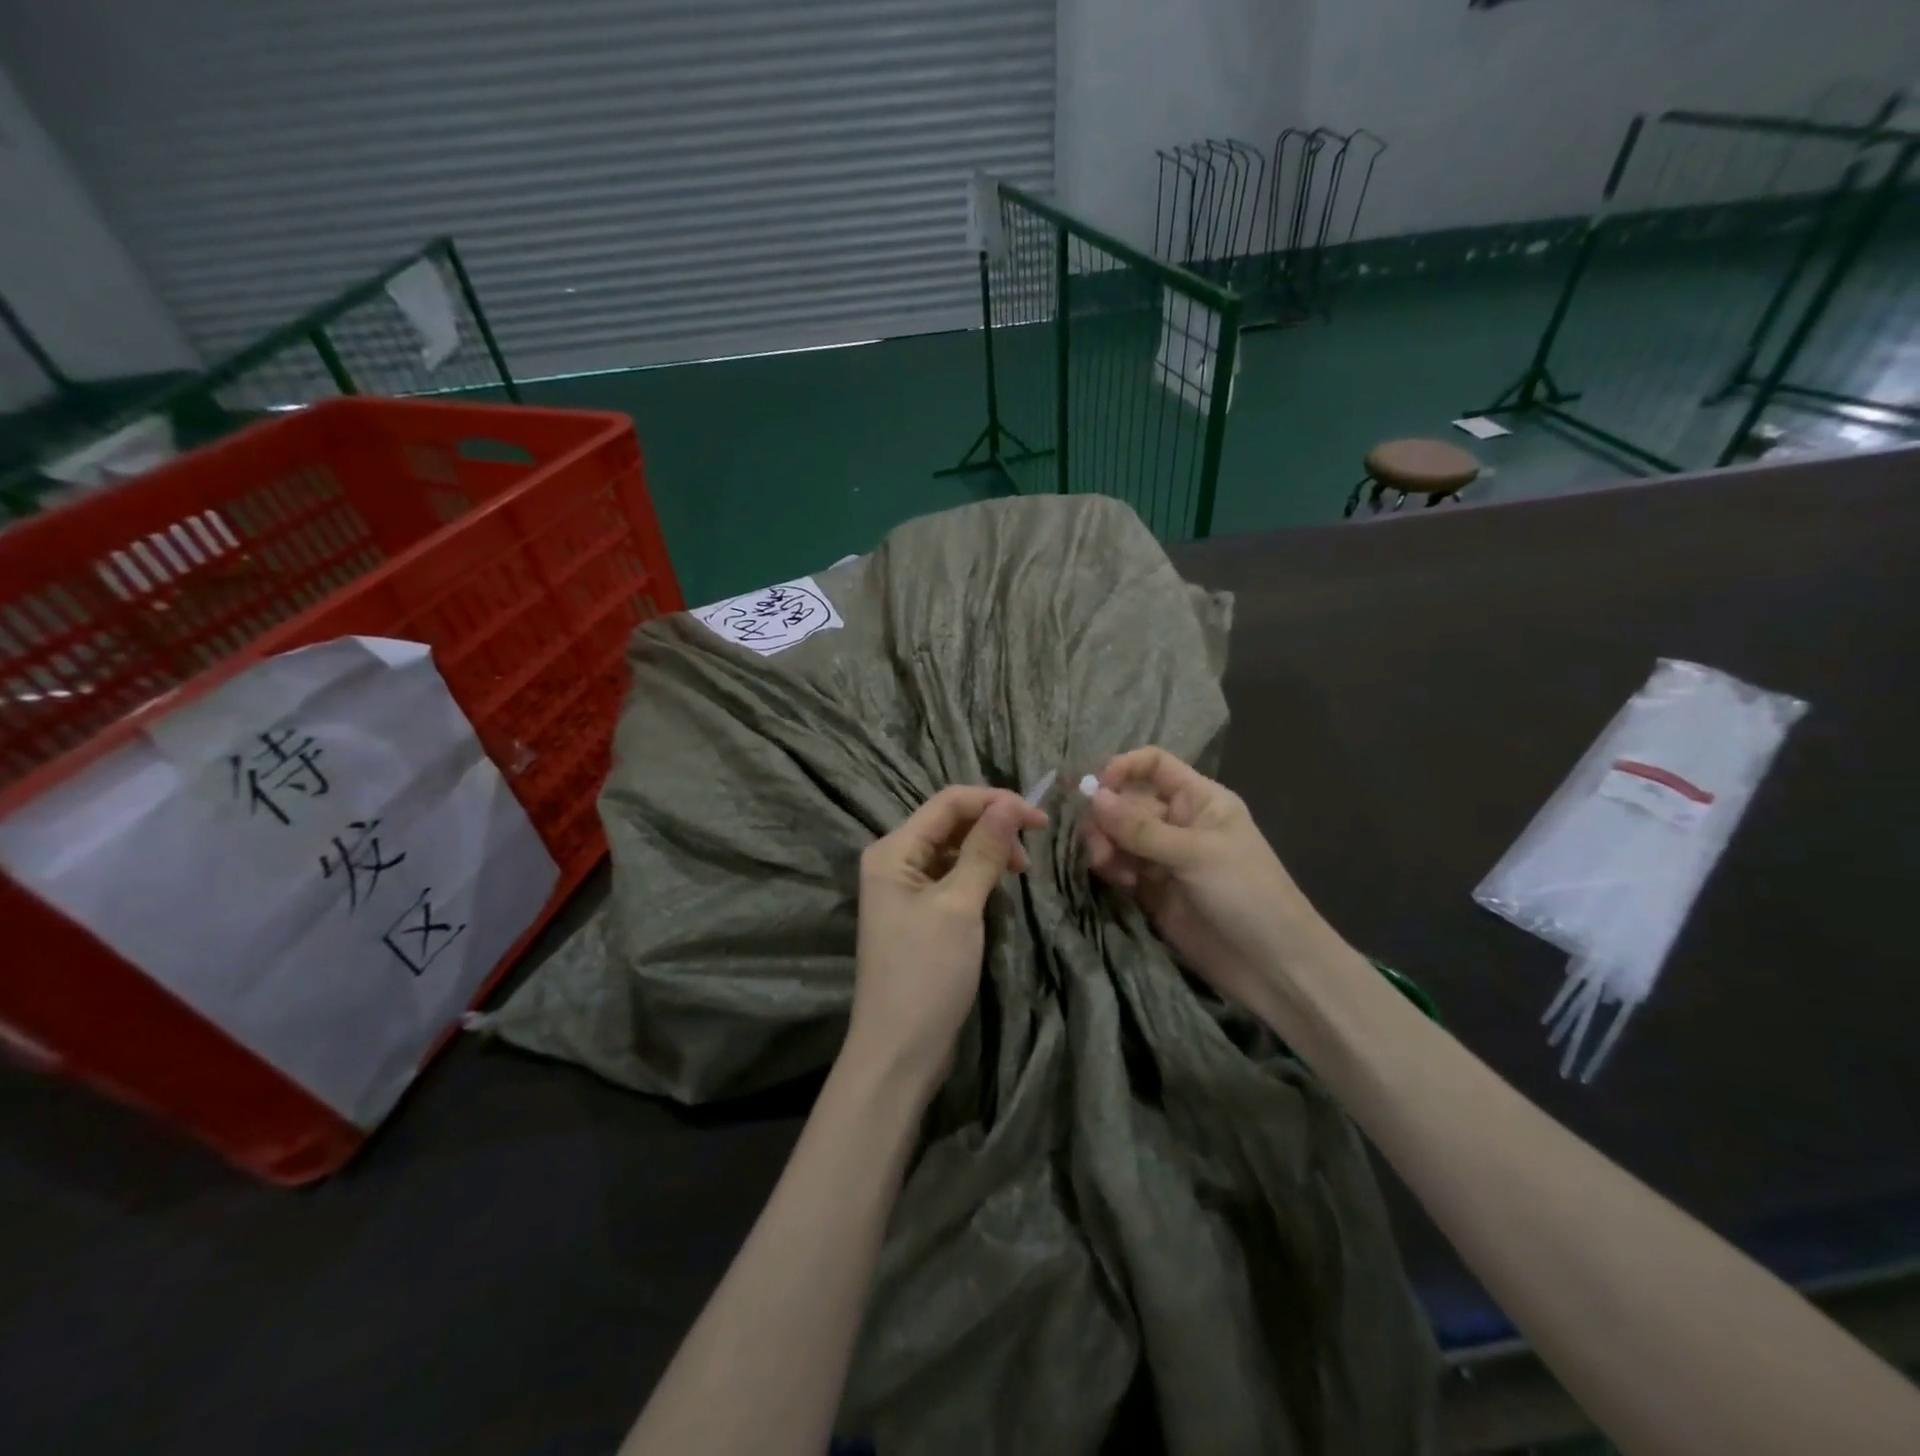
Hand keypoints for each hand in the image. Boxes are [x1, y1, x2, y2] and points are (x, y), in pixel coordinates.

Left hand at [848, 786, 1046, 1100]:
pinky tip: (999, 888)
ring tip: (1020, 872)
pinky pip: (952, 876)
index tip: (1040, 820)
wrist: (899, 1051)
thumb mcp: (958, 907)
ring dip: (988, 850)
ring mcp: (905, 888)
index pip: (948, 802)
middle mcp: (895, 860)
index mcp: (893, 850)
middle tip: (1032, 852)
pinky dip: (978, 874)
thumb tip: (1009, 804)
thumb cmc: (926, 974)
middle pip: (950, 822)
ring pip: (954, 848)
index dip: (995, 801)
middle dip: (992, 825)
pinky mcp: (920, 912)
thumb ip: (983, 851)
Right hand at [1081, 747, 1340, 1015]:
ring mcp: (1164, 857)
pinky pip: (1120, 867)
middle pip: (1127, 802)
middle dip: (1107, 818)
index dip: (1123, 769)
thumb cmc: (1247, 894)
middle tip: (1099, 847)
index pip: (1154, 766)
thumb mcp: (1196, 854)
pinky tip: (1119, 883)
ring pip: (1118, 836)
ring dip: (1106, 846)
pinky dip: (1112, 869)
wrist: (1272, 966)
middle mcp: (1178, 822)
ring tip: (1109, 869)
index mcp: (1199, 800)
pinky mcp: (1152, 890)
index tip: (1096, 789)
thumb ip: (1141, 828)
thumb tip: (1093, 797)